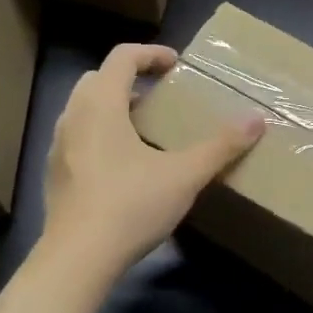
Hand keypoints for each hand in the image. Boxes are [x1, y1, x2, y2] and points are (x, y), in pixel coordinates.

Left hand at [41, 43, 263, 281]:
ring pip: (84, 109)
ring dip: (113, 107)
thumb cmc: (130, 206)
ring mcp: (59, 147)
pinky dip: (100, 134)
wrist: (77, 259)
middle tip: (160, 96)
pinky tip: (124, 165)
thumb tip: (257, 120)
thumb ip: (221, 146)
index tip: (176, 65)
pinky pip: (78, 137)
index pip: (122, 57)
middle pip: (98, 79)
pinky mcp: (55, 175)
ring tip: (145, 129)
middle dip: (130, 79)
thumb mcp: (185, 175)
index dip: (151, 54)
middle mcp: (73, 117)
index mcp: (101, 105)